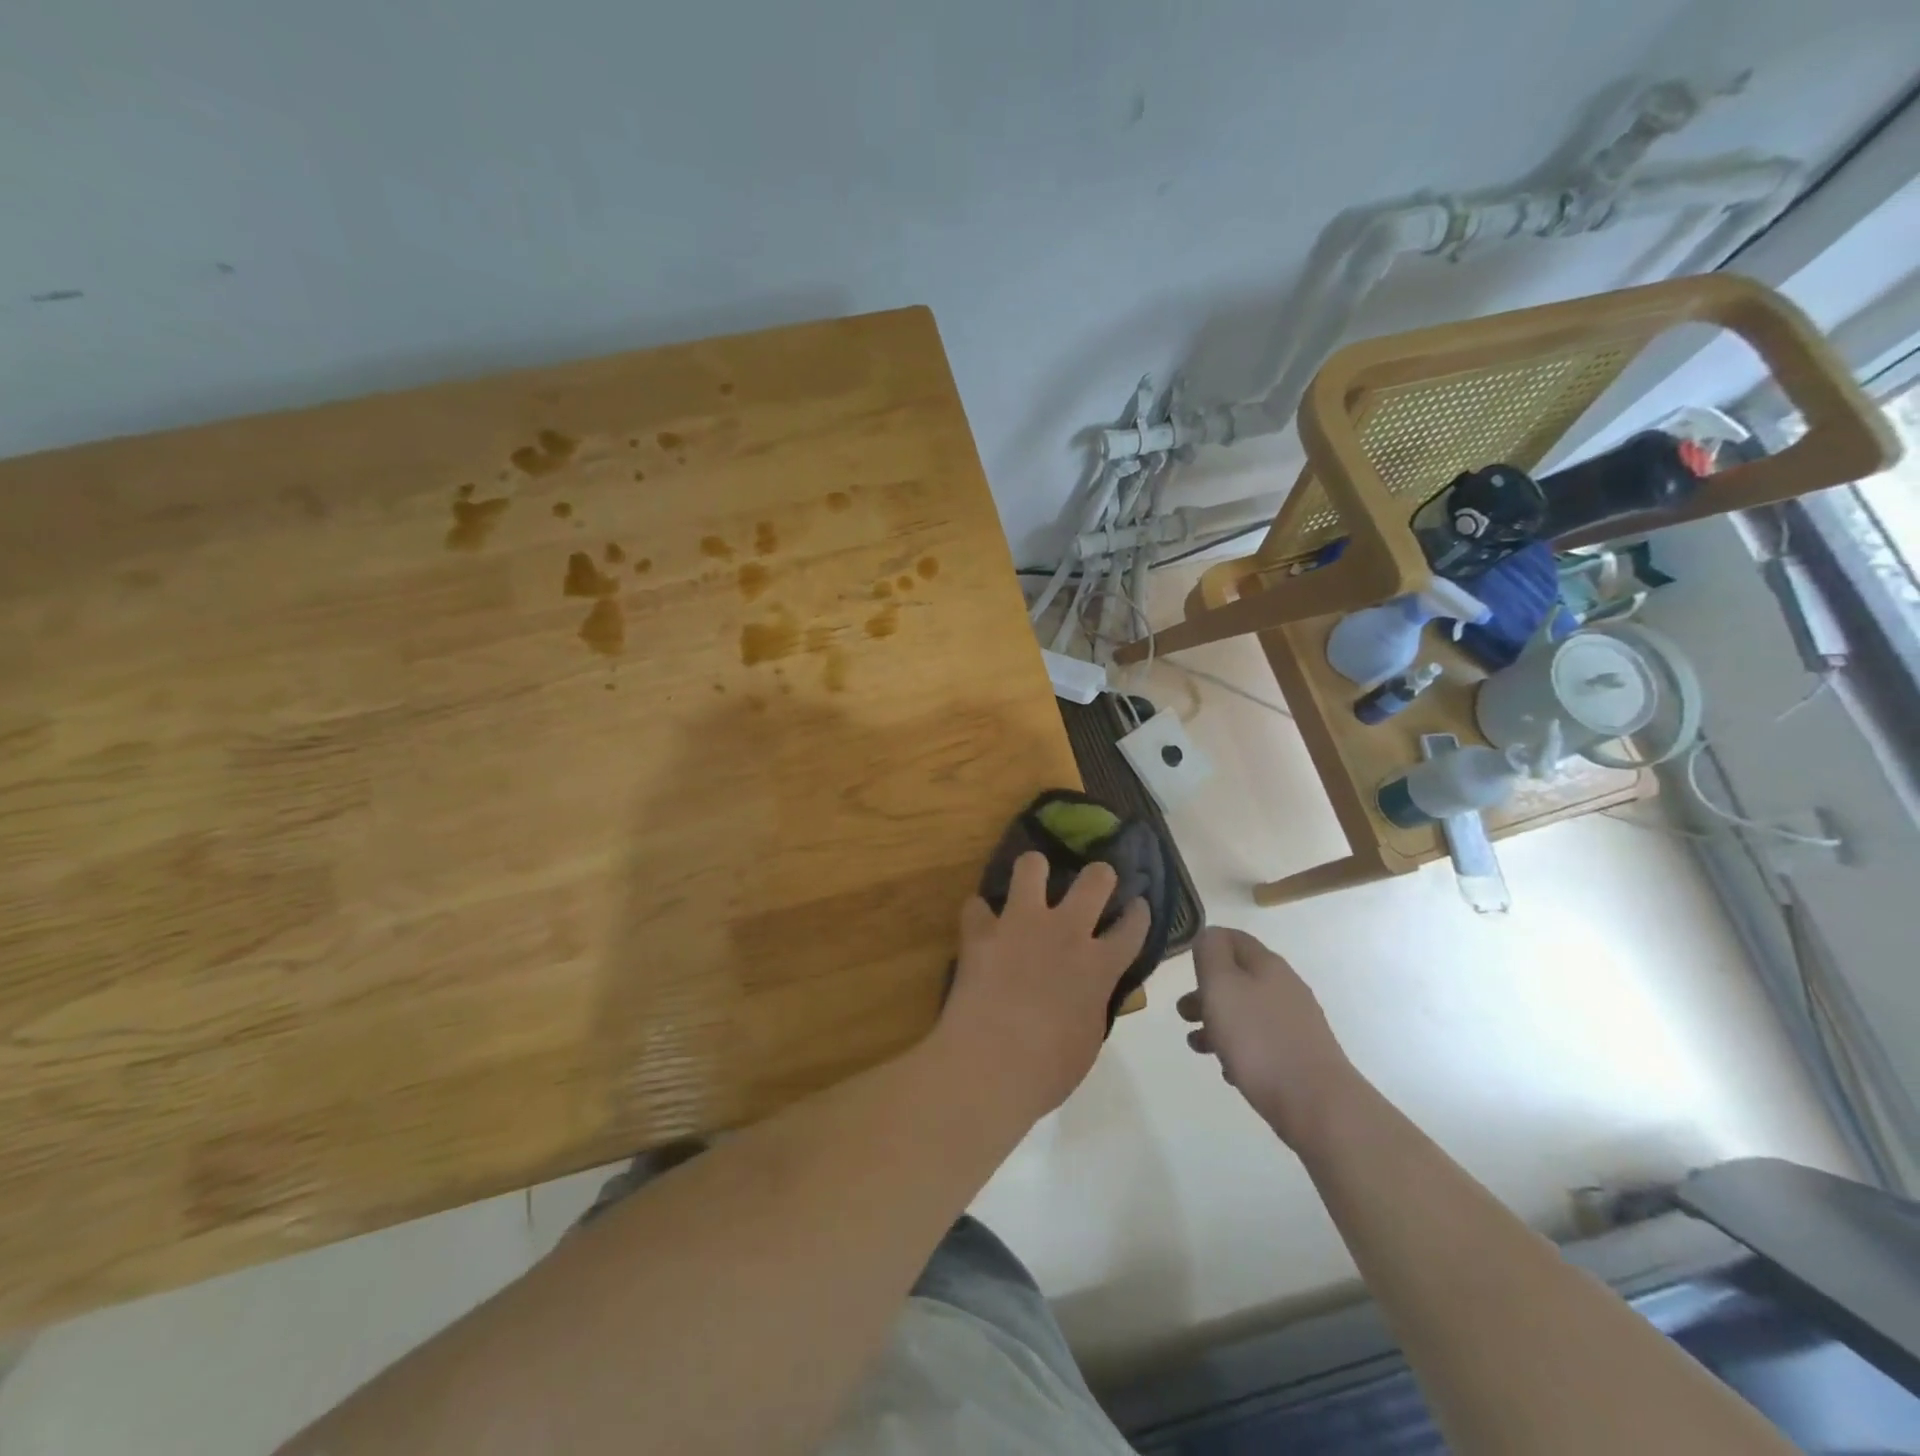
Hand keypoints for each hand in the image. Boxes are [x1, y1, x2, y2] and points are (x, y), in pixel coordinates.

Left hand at [936, 852, 1150, 1121]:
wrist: (991, 1066)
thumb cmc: (1049, 1069)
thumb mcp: (1089, 1036)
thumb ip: (1093, 1000)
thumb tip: (1087, 987)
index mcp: (1099, 965)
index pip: (1132, 927)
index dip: (1137, 913)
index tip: (1136, 906)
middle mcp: (1065, 931)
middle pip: (1095, 880)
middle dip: (1099, 875)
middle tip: (1094, 880)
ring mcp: (1021, 924)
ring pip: (1031, 866)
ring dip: (1033, 870)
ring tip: (1032, 877)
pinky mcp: (981, 930)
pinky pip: (976, 905)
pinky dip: (979, 915)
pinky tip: (979, 924)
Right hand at [1178, 927, 1358, 1149]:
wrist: (1317, 1104)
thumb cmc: (1258, 1039)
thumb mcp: (1221, 986)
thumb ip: (1211, 953)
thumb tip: (1209, 935)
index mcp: (1266, 965)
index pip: (1233, 938)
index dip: (1206, 945)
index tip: (1184, 966)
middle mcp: (1284, 987)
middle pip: (1238, 978)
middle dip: (1206, 992)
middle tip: (1184, 1013)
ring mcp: (1296, 1022)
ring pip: (1247, 1011)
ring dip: (1218, 1023)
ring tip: (1198, 1046)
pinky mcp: (1301, 1055)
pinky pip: (1261, 1042)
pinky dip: (1240, 1049)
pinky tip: (1229, 1070)